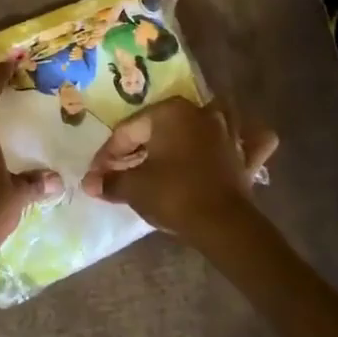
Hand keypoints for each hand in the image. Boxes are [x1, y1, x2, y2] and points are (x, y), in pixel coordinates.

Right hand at [81, 97, 277, 239]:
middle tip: (123, 170)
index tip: (97, 175)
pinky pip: (248, 141)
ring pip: (210, 120)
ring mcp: (229, 131)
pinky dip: (243, 141)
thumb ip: (110, 182)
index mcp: (170, 112)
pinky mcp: (247, 155)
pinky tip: (234, 146)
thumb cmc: (172, 195)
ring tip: (176, 146)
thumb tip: (89, 183)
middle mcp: (201, 113)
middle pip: (163, 125)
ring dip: (194, 130)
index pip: (128, 130)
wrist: (221, 224)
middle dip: (142, 145)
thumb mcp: (133, 188)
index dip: (108, 154)